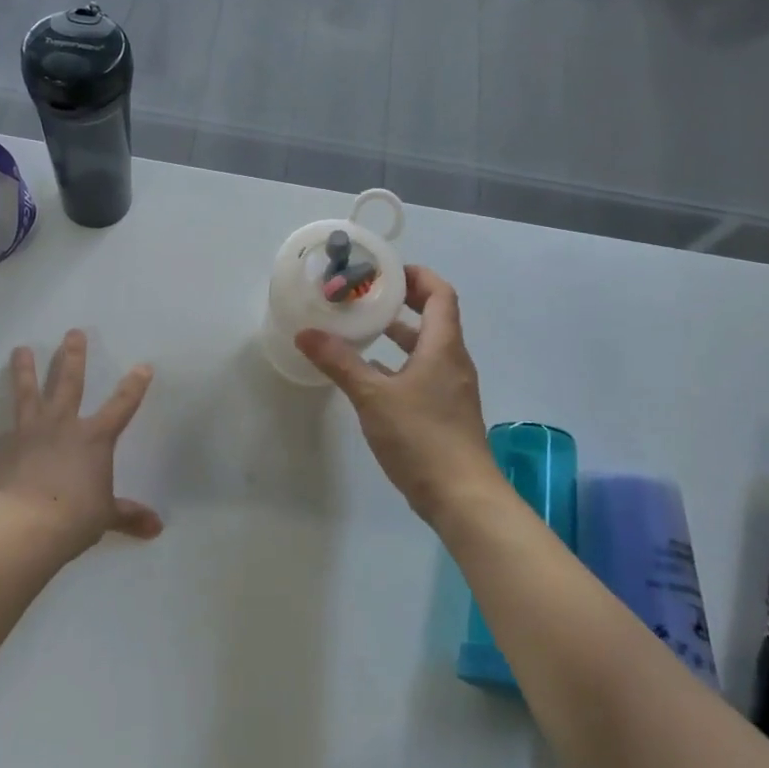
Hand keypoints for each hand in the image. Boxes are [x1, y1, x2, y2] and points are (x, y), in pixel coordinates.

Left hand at [0, 330, 162, 559]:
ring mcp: (25, 439)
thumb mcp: (107, 516)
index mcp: (92, 438)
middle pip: (68, 384)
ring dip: (22, 373)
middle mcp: (60, 427)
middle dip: (72, 357)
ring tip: (19, 349)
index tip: (143, 366)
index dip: (134, 387)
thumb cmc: (75, 517)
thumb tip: (157, 529)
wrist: (26, 527)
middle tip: (72, 332)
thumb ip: (130, 517)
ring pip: (24, 397)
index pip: (121, 406)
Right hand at [296, 266, 499, 524]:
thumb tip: (306, 333)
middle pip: (435, 316)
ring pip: (427, 347)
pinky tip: (371, 374)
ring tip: (363, 328)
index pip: (440, 294)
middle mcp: (452, 361)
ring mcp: (451, 388)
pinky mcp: (445, 411)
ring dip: (400, 333)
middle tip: (367, 293)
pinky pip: (423, 372)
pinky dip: (399, 363)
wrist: (462, 497)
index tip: (385, 270)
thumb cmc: (422, 437)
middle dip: (403, 300)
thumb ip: (339, 362)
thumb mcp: (373, 396)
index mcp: (443, 347)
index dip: (416, 275)